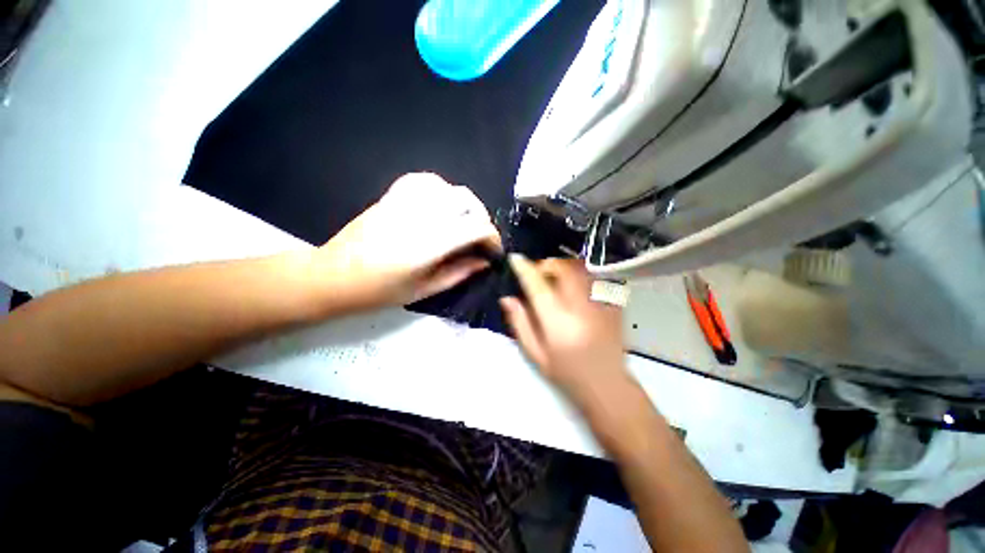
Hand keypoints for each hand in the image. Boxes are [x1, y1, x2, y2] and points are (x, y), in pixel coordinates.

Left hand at [314, 173, 501, 309]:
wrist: (333, 276)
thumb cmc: (379, 291)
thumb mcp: (424, 290)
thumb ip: (459, 273)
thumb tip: (484, 262)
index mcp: (429, 244)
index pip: (476, 227)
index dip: (492, 238)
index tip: (493, 251)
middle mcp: (421, 216)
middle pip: (467, 201)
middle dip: (482, 219)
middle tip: (480, 238)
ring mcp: (404, 202)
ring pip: (449, 187)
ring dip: (464, 204)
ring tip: (463, 222)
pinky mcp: (391, 196)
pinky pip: (424, 180)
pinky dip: (441, 190)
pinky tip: (441, 205)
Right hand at [499, 255, 628, 404]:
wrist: (607, 386)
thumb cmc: (566, 373)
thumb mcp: (536, 354)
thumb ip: (520, 324)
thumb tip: (507, 299)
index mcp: (557, 322)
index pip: (538, 287)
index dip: (525, 269)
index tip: (515, 258)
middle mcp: (580, 308)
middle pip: (564, 270)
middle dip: (548, 264)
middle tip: (539, 273)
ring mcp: (600, 304)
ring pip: (581, 270)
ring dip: (564, 267)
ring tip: (555, 278)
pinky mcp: (613, 304)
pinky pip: (594, 278)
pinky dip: (580, 275)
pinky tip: (574, 287)